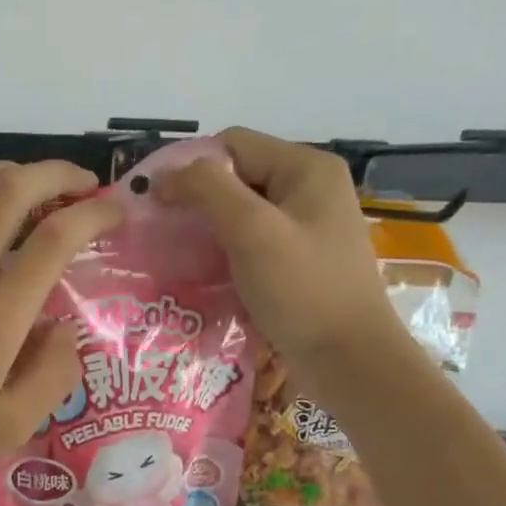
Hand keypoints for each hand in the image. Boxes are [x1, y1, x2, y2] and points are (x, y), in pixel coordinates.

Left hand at [0, 161, 124, 489]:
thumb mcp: (11, 426)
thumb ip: (53, 374)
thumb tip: (66, 328)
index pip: (54, 238)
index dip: (93, 214)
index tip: (114, 212)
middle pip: (11, 191)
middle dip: (56, 174)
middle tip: (83, 185)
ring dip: (5, 170)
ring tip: (30, 183)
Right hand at [156, 127, 402, 374]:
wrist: (350, 361)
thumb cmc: (303, 290)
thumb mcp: (252, 231)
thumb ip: (208, 189)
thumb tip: (166, 174)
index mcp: (306, 168)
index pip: (232, 145)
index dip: (189, 167)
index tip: (155, 204)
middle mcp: (310, 189)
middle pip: (237, 177)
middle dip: (197, 202)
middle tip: (160, 234)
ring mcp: (307, 228)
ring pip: (242, 214)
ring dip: (208, 232)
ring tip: (175, 257)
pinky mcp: (300, 262)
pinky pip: (253, 244)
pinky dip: (226, 254)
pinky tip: (204, 277)